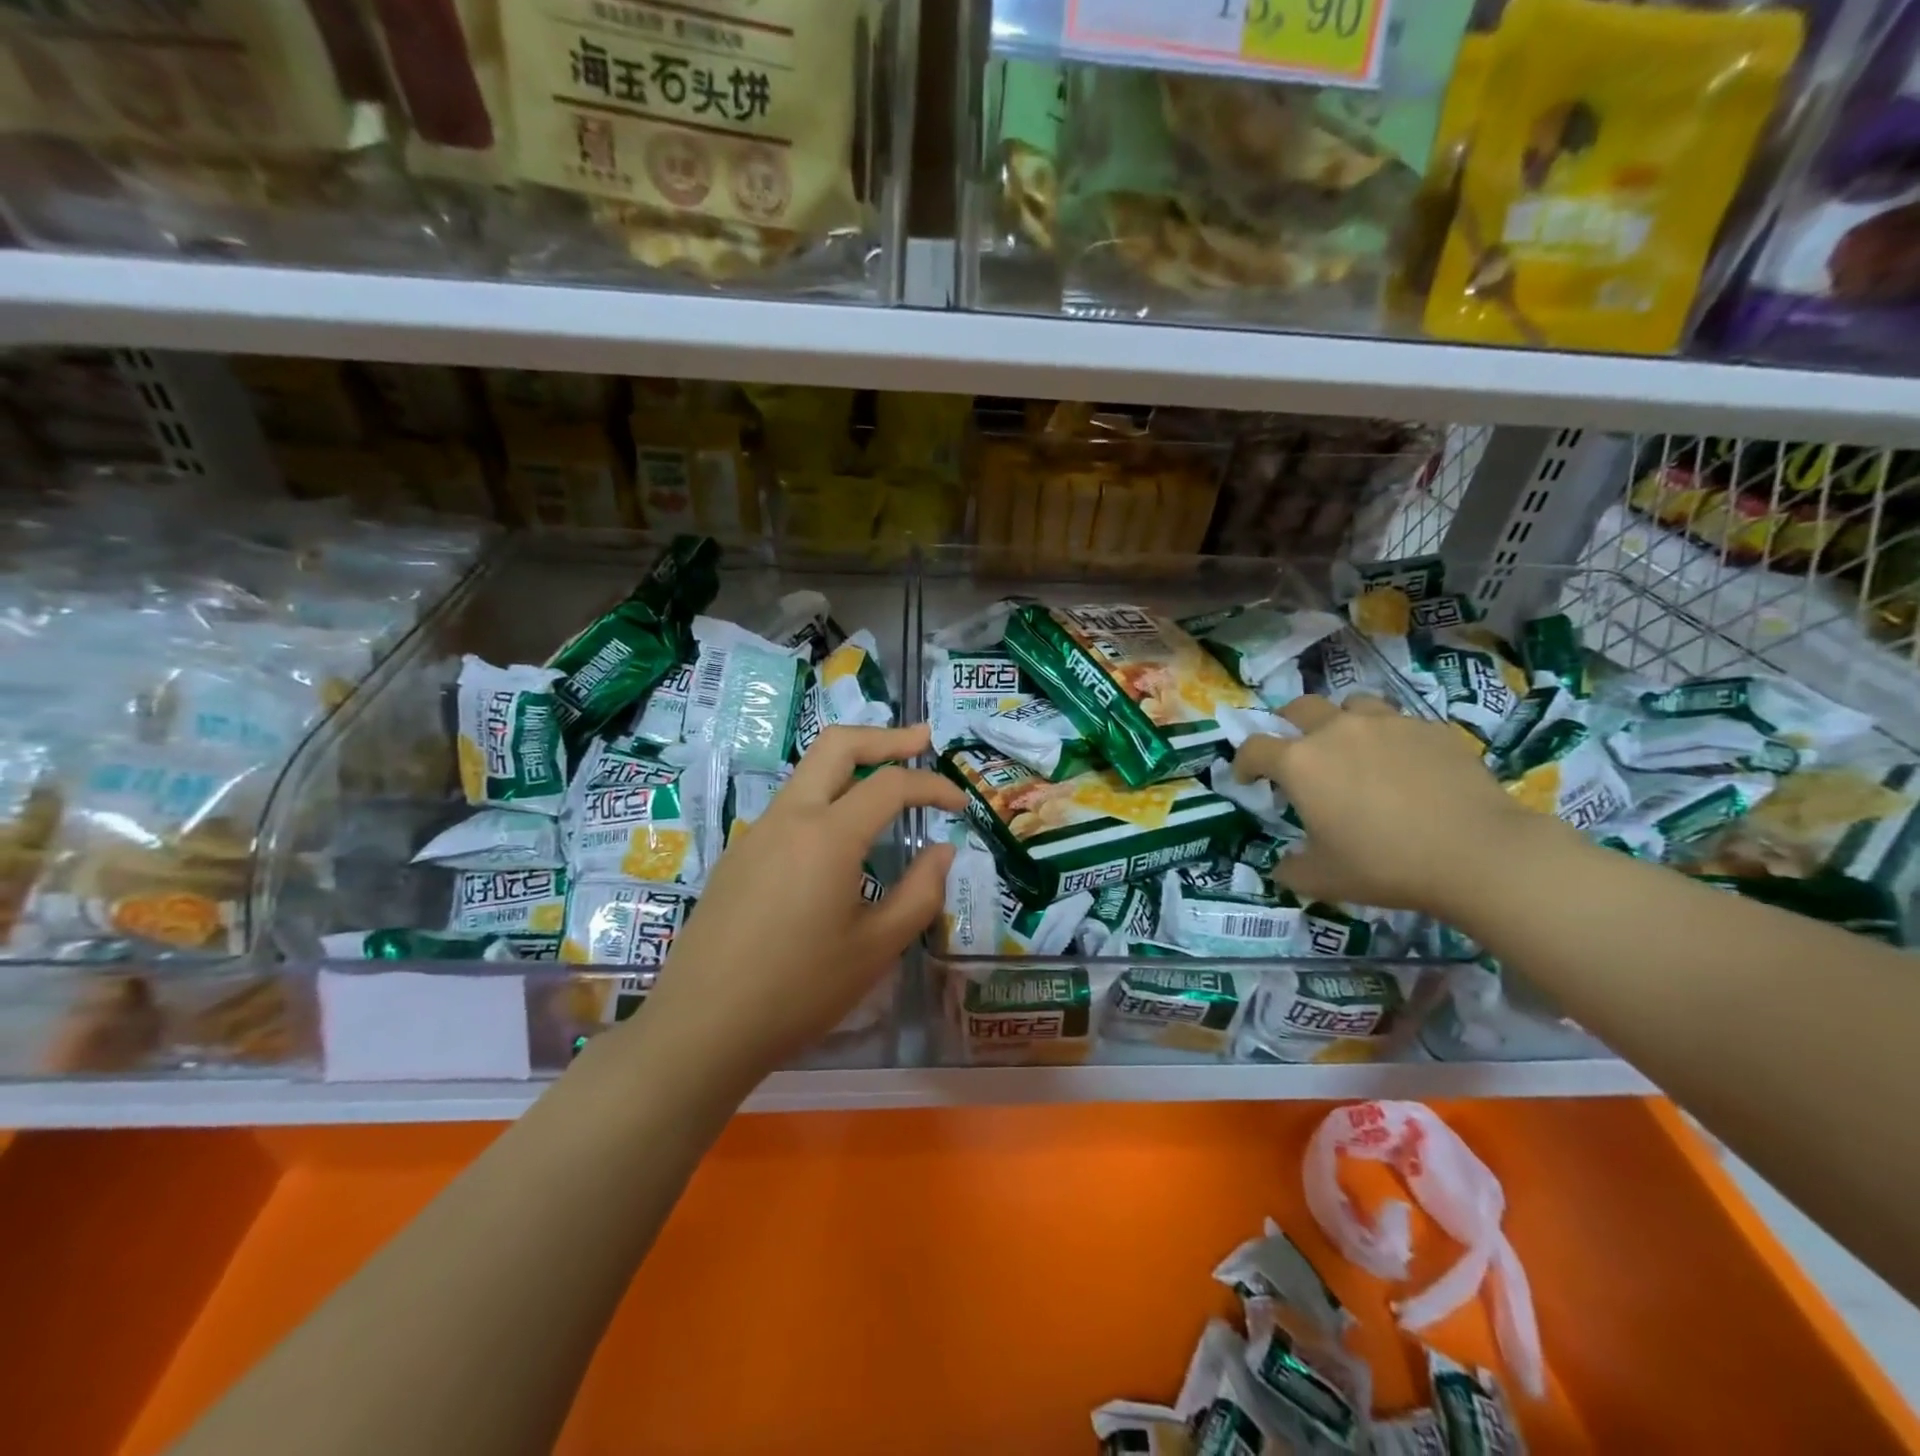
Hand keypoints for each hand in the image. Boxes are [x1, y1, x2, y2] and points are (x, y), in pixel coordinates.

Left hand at [631, 724, 964, 1081]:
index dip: (932, 785)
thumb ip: (920, 893)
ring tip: (888, 783)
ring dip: (852, 765)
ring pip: (808, 773)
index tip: (960, 804)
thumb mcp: (875, 949)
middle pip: (837, 745)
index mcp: (827, 835)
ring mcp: (756, 833)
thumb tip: (941, 851)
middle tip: (923, 741)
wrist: (701, 1027)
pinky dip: (827, 797)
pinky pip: (791, 807)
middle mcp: (789, 817)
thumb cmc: (798, 991)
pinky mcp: (739, 855)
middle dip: (885, 738)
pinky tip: (841, 838)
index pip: (890, 784)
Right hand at [1231, 694, 1548, 915]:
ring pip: (1351, 704)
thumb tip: (1282, 866)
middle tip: (1295, 752)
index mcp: (1300, 763)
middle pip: (1298, 708)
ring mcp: (1386, 723)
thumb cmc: (1385, 864)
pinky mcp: (1430, 728)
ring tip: (1351, 748)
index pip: (1253, 748)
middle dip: (1287, 726)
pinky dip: (1388, 737)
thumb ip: (1291, 869)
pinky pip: (1398, 722)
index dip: (1243, 763)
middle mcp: (1336, 730)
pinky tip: (1403, 764)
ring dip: (1340, 721)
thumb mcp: (1324, 879)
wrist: (1478, 853)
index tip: (1247, 779)